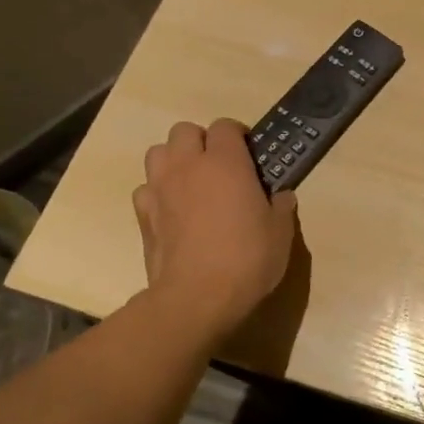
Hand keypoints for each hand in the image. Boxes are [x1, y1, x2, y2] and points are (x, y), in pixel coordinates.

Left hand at [133, 119, 297, 339]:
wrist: (197, 297)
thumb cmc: (247, 258)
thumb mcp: (280, 233)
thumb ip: (280, 207)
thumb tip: (281, 197)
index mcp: (226, 163)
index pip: (225, 126)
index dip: (237, 135)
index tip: (249, 154)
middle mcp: (188, 166)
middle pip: (184, 131)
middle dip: (201, 141)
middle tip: (220, 166)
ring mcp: (160, 189)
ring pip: (158, 153)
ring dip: (174, 160)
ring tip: (192, 183)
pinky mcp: (143, 215)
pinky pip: (146, 188)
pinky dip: (158, 192)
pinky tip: (174, 211)